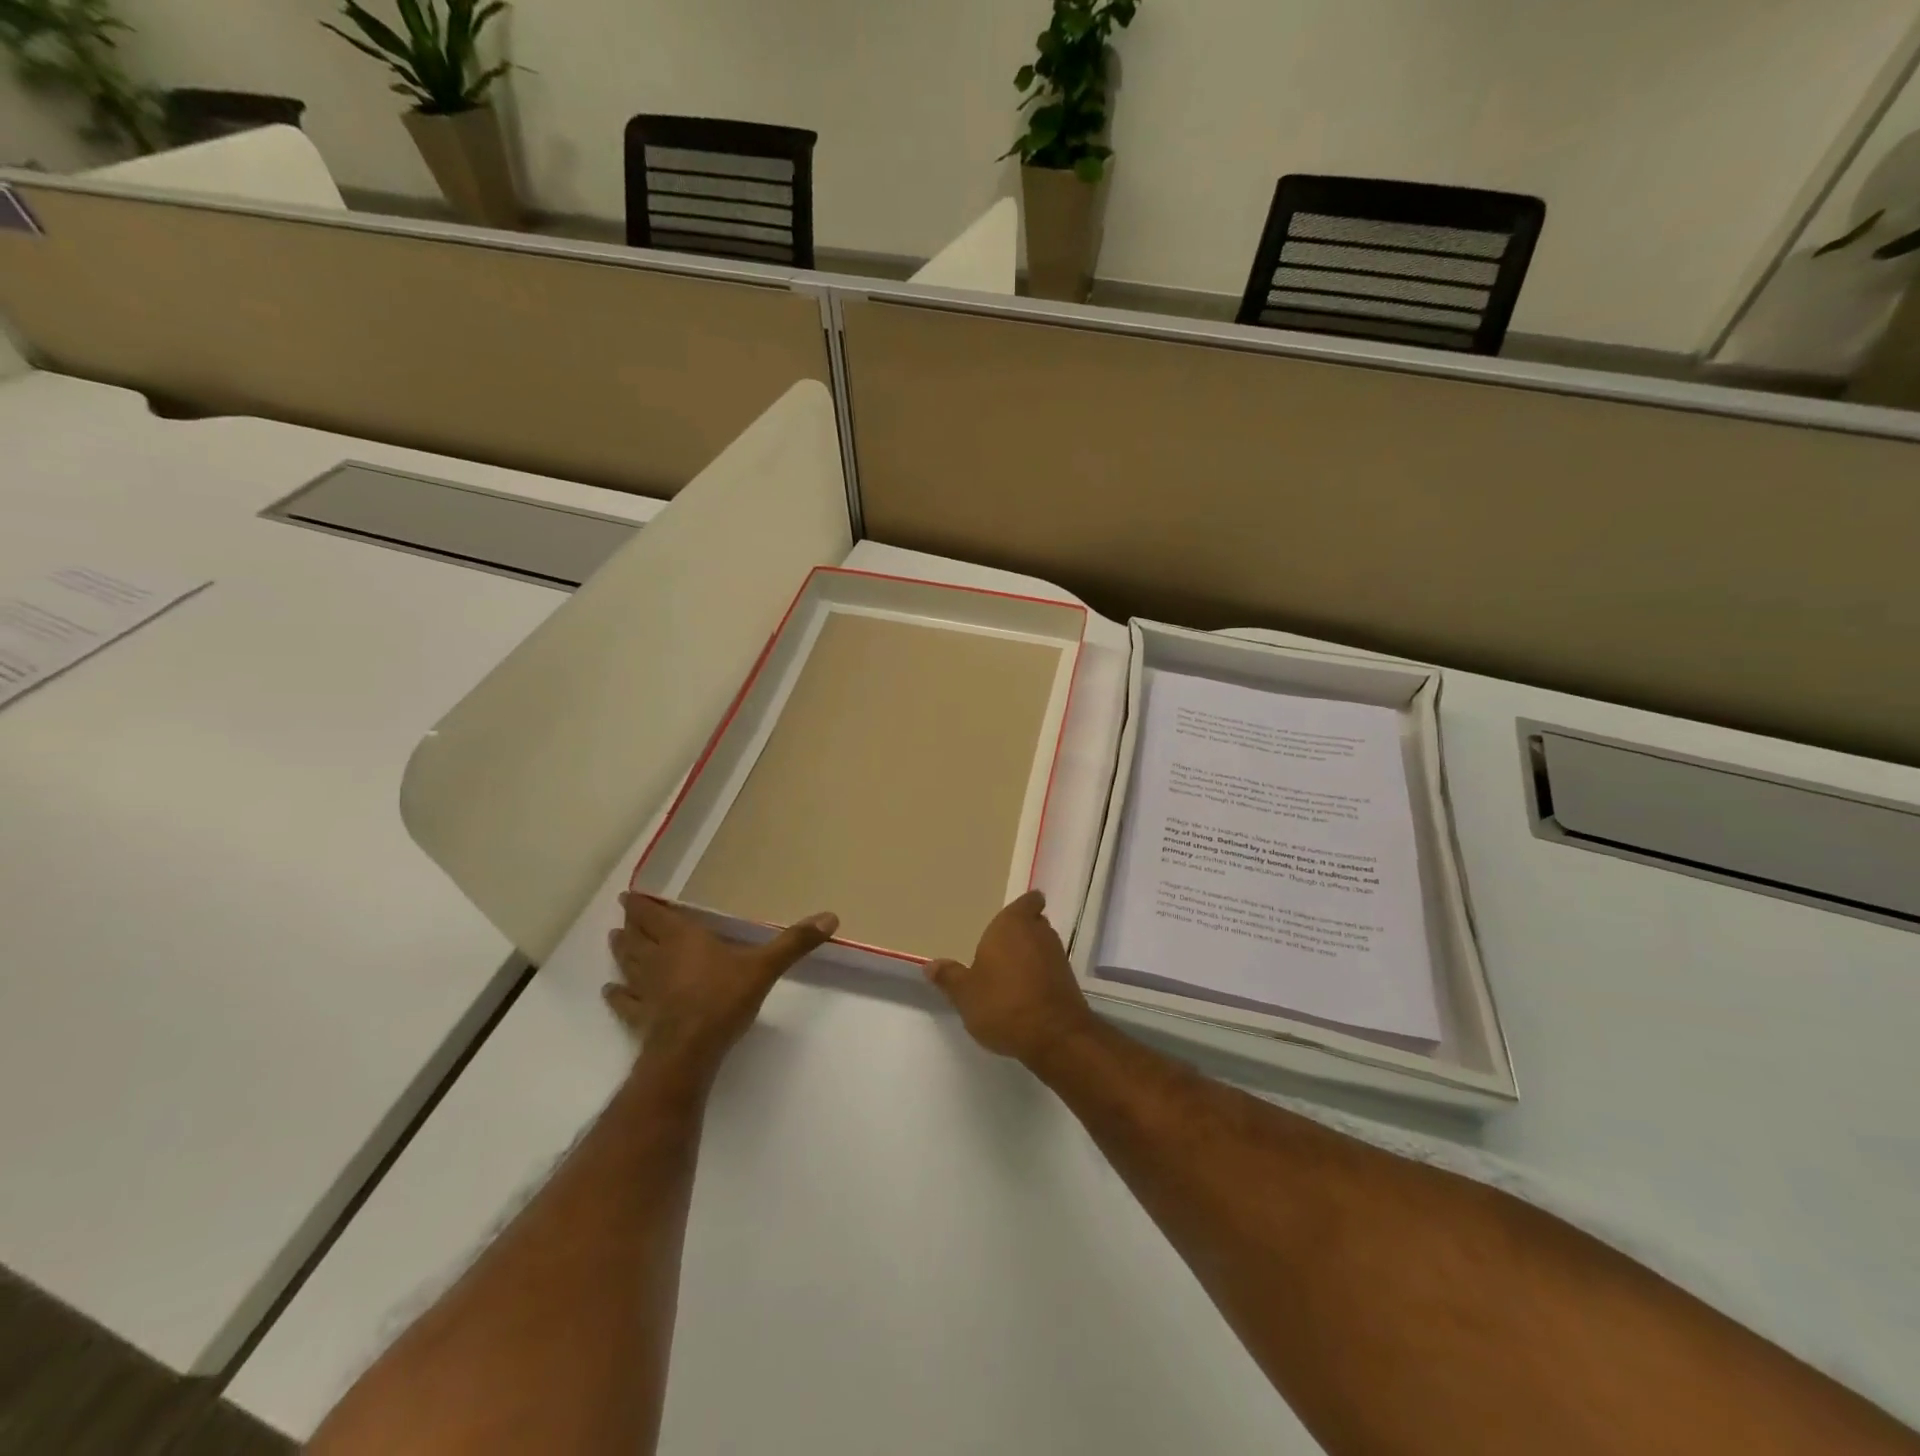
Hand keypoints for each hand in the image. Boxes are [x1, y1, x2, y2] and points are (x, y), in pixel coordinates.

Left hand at [605, 894, 837, 1073]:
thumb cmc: (723, 1000)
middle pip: (637, 937)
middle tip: (625, 914)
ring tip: (614, 939)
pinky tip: (610, 992)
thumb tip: (830, 916)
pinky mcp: (640, 1018)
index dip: (641, 905)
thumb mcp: (764, 967)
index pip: (655, 916)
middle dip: (631, 924)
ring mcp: (645, 990)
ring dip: (621, 951)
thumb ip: (795, 942)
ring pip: (627, 964)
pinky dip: (616, 996)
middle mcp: (658, 959)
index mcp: (683, 939)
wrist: (689, 1052)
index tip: (630, 895)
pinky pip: (624, 1003)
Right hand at [925, 890, 1097, 1064]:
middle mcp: (1039, 933)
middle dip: (1021, 932)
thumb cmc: (1003, 1004)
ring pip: (1043, 946)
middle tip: (1001, 947)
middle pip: (1034, 923)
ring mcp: (1058, 957)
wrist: (1055, 1037)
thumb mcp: (965, 994)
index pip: (1028, 901)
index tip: (1012, 917)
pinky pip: (1050, 969)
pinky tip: (1024, 992)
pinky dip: (1040, 975)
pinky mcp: (1069, 982)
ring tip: (1010, 972)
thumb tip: (931, 965)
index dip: (1023, 906)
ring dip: (1031, 955)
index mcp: (1012, 924)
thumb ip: (949, 977)